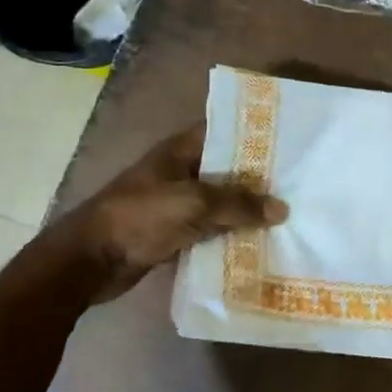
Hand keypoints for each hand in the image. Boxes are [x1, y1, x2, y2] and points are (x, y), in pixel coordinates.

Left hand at [52, 127, 286, 303]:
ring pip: (220, 203)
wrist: (92, 260)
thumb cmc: (141, 217)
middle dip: (258, 178)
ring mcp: (176, 204)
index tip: (288, 143)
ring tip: (288, 215)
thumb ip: (239, 205)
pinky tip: (260, 243)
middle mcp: (179, 172)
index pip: (222, 132)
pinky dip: (230, 236)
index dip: (252, 135)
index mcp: (179, 151)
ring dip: (246, 211)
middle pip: (226, 170)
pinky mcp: (174, 233)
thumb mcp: (195, 203)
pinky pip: (210, 230)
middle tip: (298, 185)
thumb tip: (281, 210)